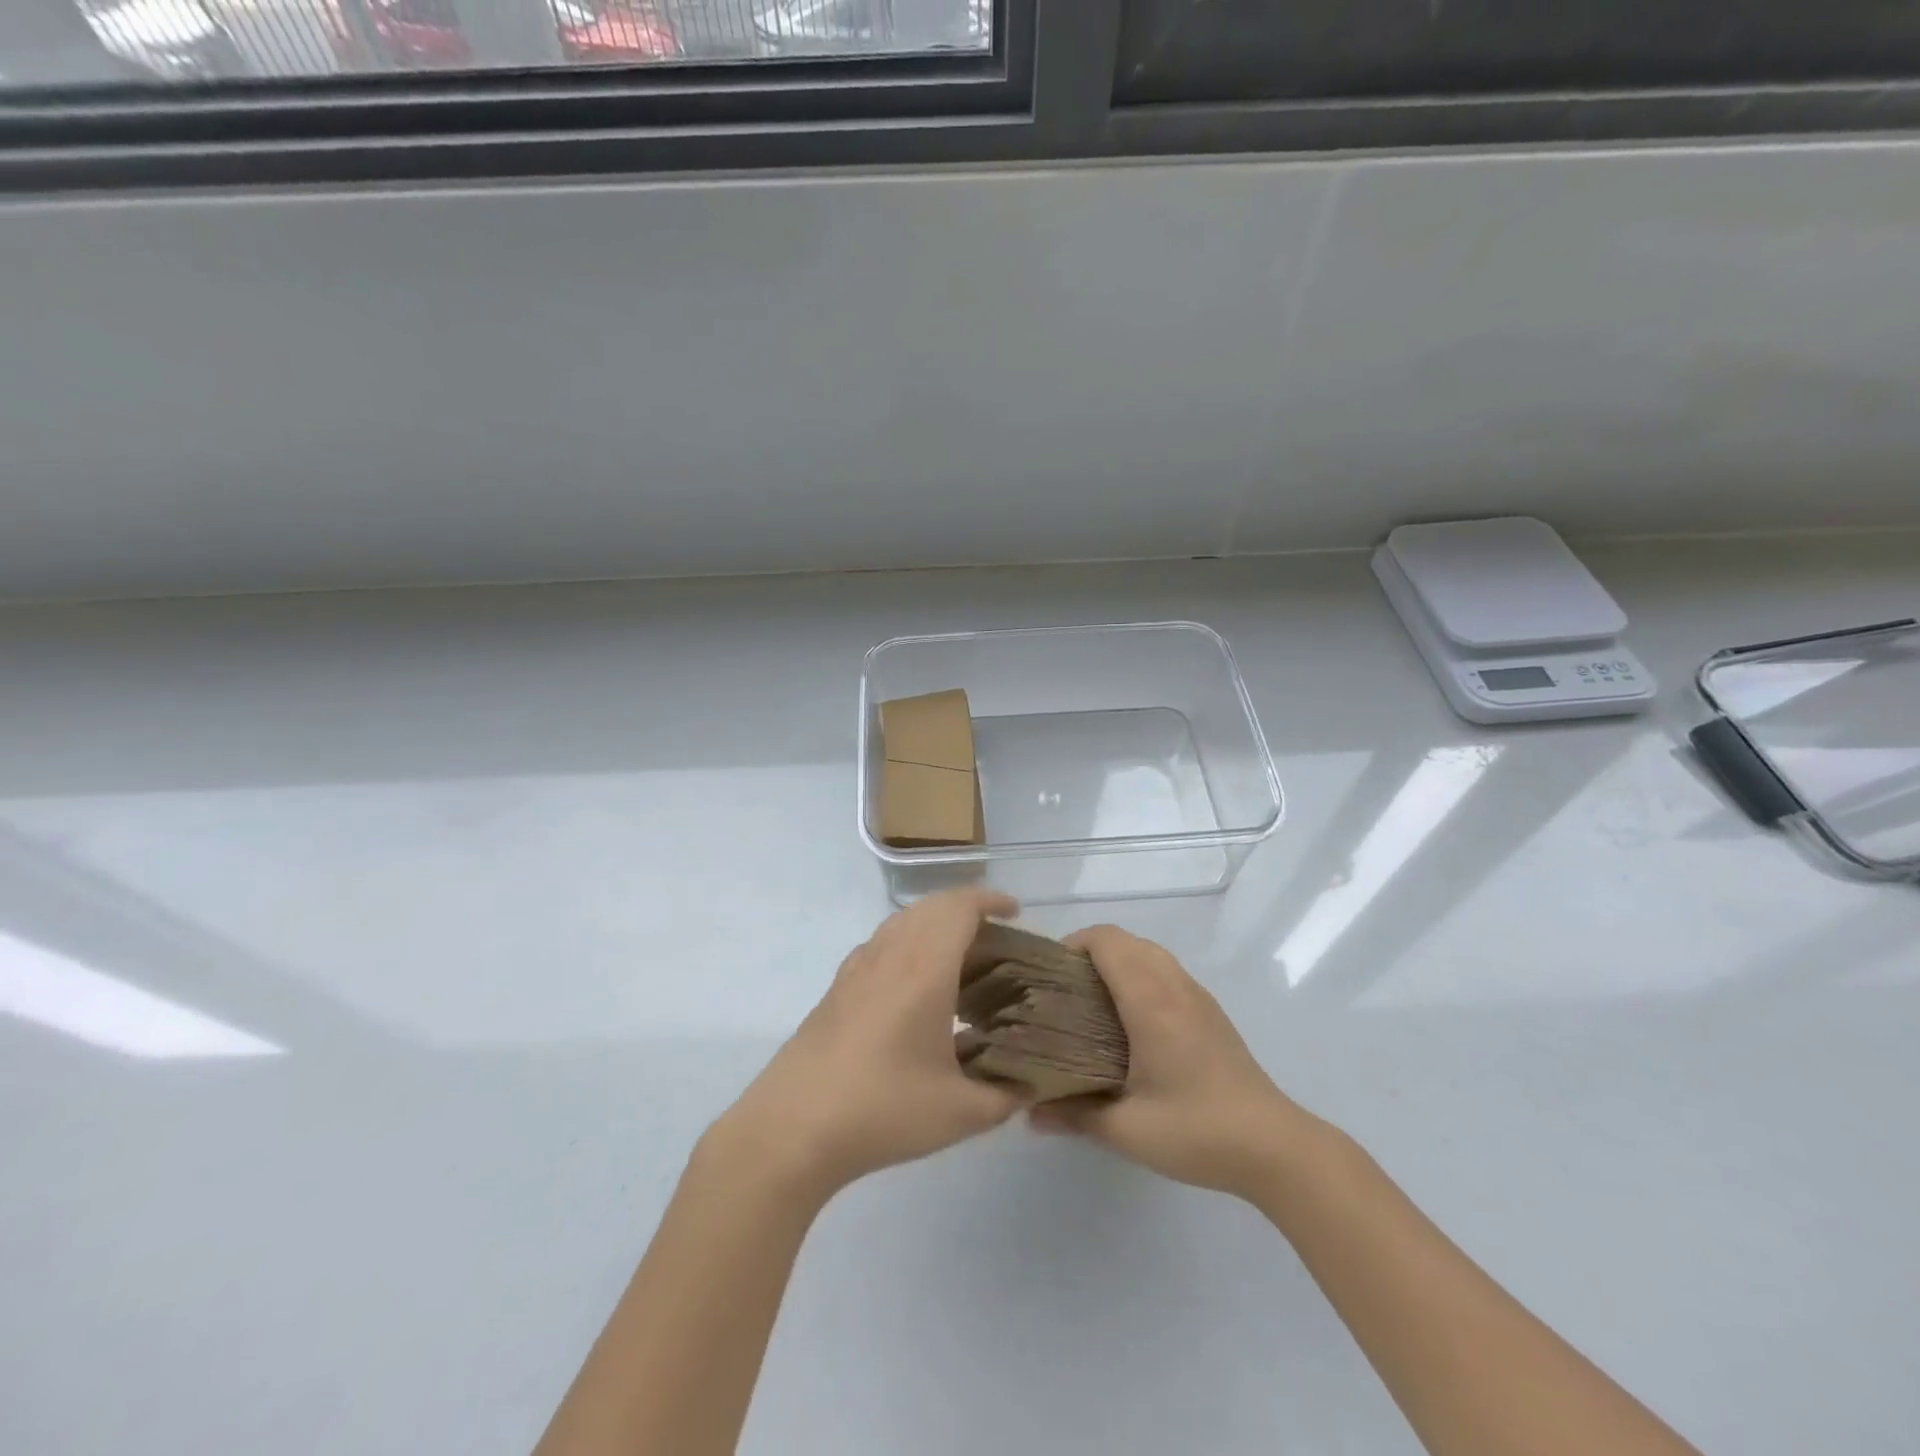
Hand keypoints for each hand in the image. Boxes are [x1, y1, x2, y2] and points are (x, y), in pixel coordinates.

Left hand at [715, 888, 1025, 1201]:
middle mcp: (890, 954)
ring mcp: (858, 968)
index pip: (960, 908)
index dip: (991, 900)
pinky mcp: (837, 987)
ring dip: (935, 924)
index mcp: (924, 968)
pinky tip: (914, 985)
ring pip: (903, 922)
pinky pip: (882, 943)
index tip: (1017, 912)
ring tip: (961, 958)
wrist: (793, 1127)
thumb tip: (1028, 1085)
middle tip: (996, 938)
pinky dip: (908, 943)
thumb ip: (1005, 1096)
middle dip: (967, 909)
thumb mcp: (960, 1113)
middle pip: (931, 906)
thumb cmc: (883, 1109)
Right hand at [1031, 925, 1307, 1199]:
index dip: (1072, 944)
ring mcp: (1197, 995)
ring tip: (1093, 1003)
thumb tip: (1029, 1113)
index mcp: (1149, 999)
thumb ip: (1074, 1115)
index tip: (1048, 974)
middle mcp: (1173, 985)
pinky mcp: (1210, 1012)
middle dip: (1089, 952)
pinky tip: (1132, 1022)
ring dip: (1117, 961)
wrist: (1274, 1146)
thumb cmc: (1196, 1130)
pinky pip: (1166, 970)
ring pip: (1148, 952)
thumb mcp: (1127, 1130)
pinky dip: (1140, 974)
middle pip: (1125, 939)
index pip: (1106, 940)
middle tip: (1064, 990)